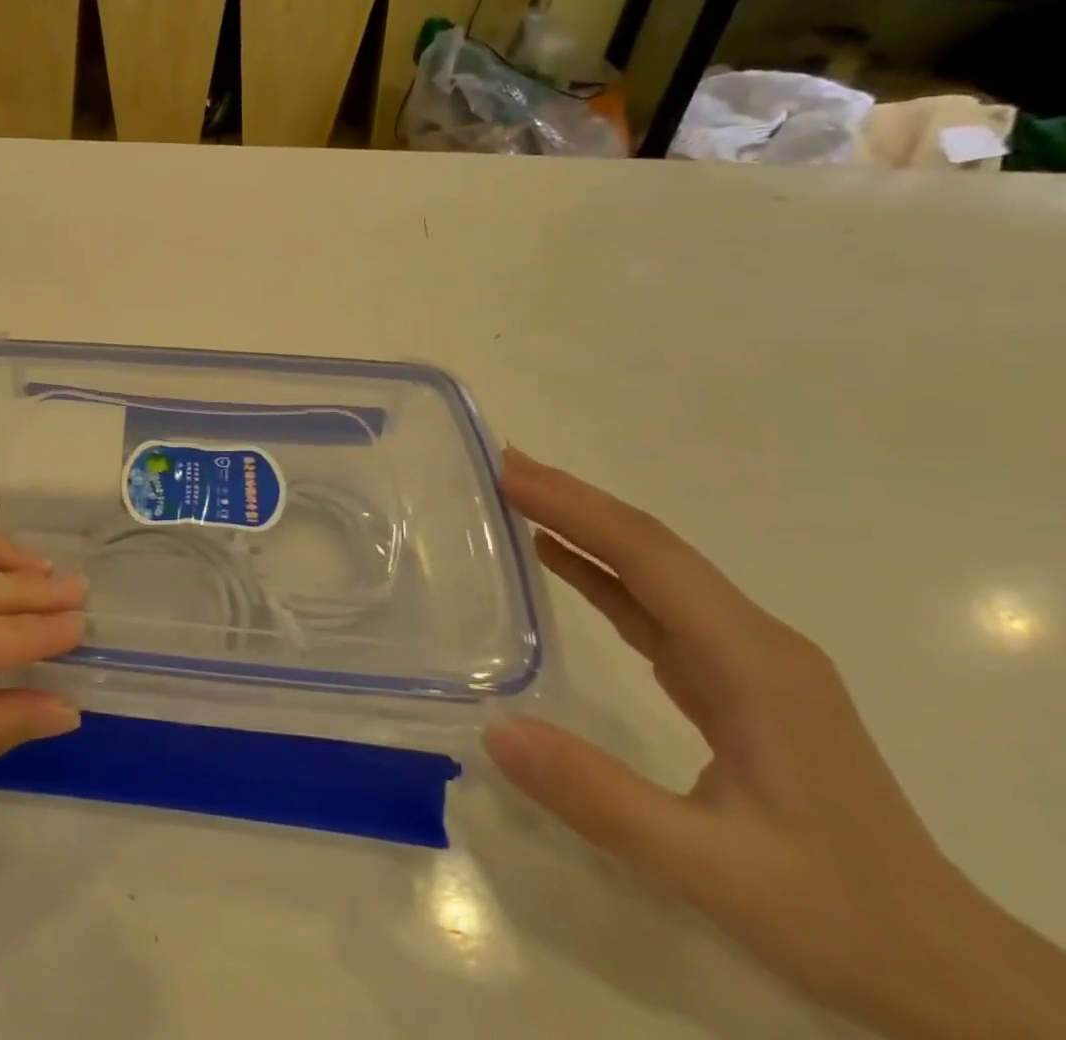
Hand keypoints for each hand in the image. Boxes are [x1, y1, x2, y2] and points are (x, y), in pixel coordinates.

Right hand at [487, 451, 1065, 1039]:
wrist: (946, 973)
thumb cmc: (836, 914)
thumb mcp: (712, 871)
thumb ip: (600, 797)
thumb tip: (495, 729)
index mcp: (754, 662)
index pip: (650, 557)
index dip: (576, 508)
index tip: (508, 474)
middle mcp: (753, 641)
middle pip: (652, 547)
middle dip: (574, 498)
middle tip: (500, 466)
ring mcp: (747, 658)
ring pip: (653, 569)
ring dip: (584, 526)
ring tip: (516, 496)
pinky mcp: (733, 680)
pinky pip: (654, 605)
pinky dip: (600, 571)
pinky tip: (558, 559)